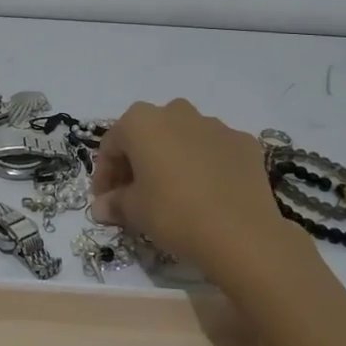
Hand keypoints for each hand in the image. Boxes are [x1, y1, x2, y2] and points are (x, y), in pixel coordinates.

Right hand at [91, 100, 301, 281]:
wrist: (242, 233)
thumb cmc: (174, 214)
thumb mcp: (135, 211)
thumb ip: (115, 202)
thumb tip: (101, 206)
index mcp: (141, 122)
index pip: (112, 144)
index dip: (105, 173)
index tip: (105, 200)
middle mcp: (176, 112)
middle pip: (148, 134)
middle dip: (138, 161)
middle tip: (136, 194)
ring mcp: (214, 124)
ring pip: (183, 137)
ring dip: (173, 158)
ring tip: (175, 192)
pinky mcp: (243, 141)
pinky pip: (215, 149)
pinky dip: (206, 164)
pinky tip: (208, 193)